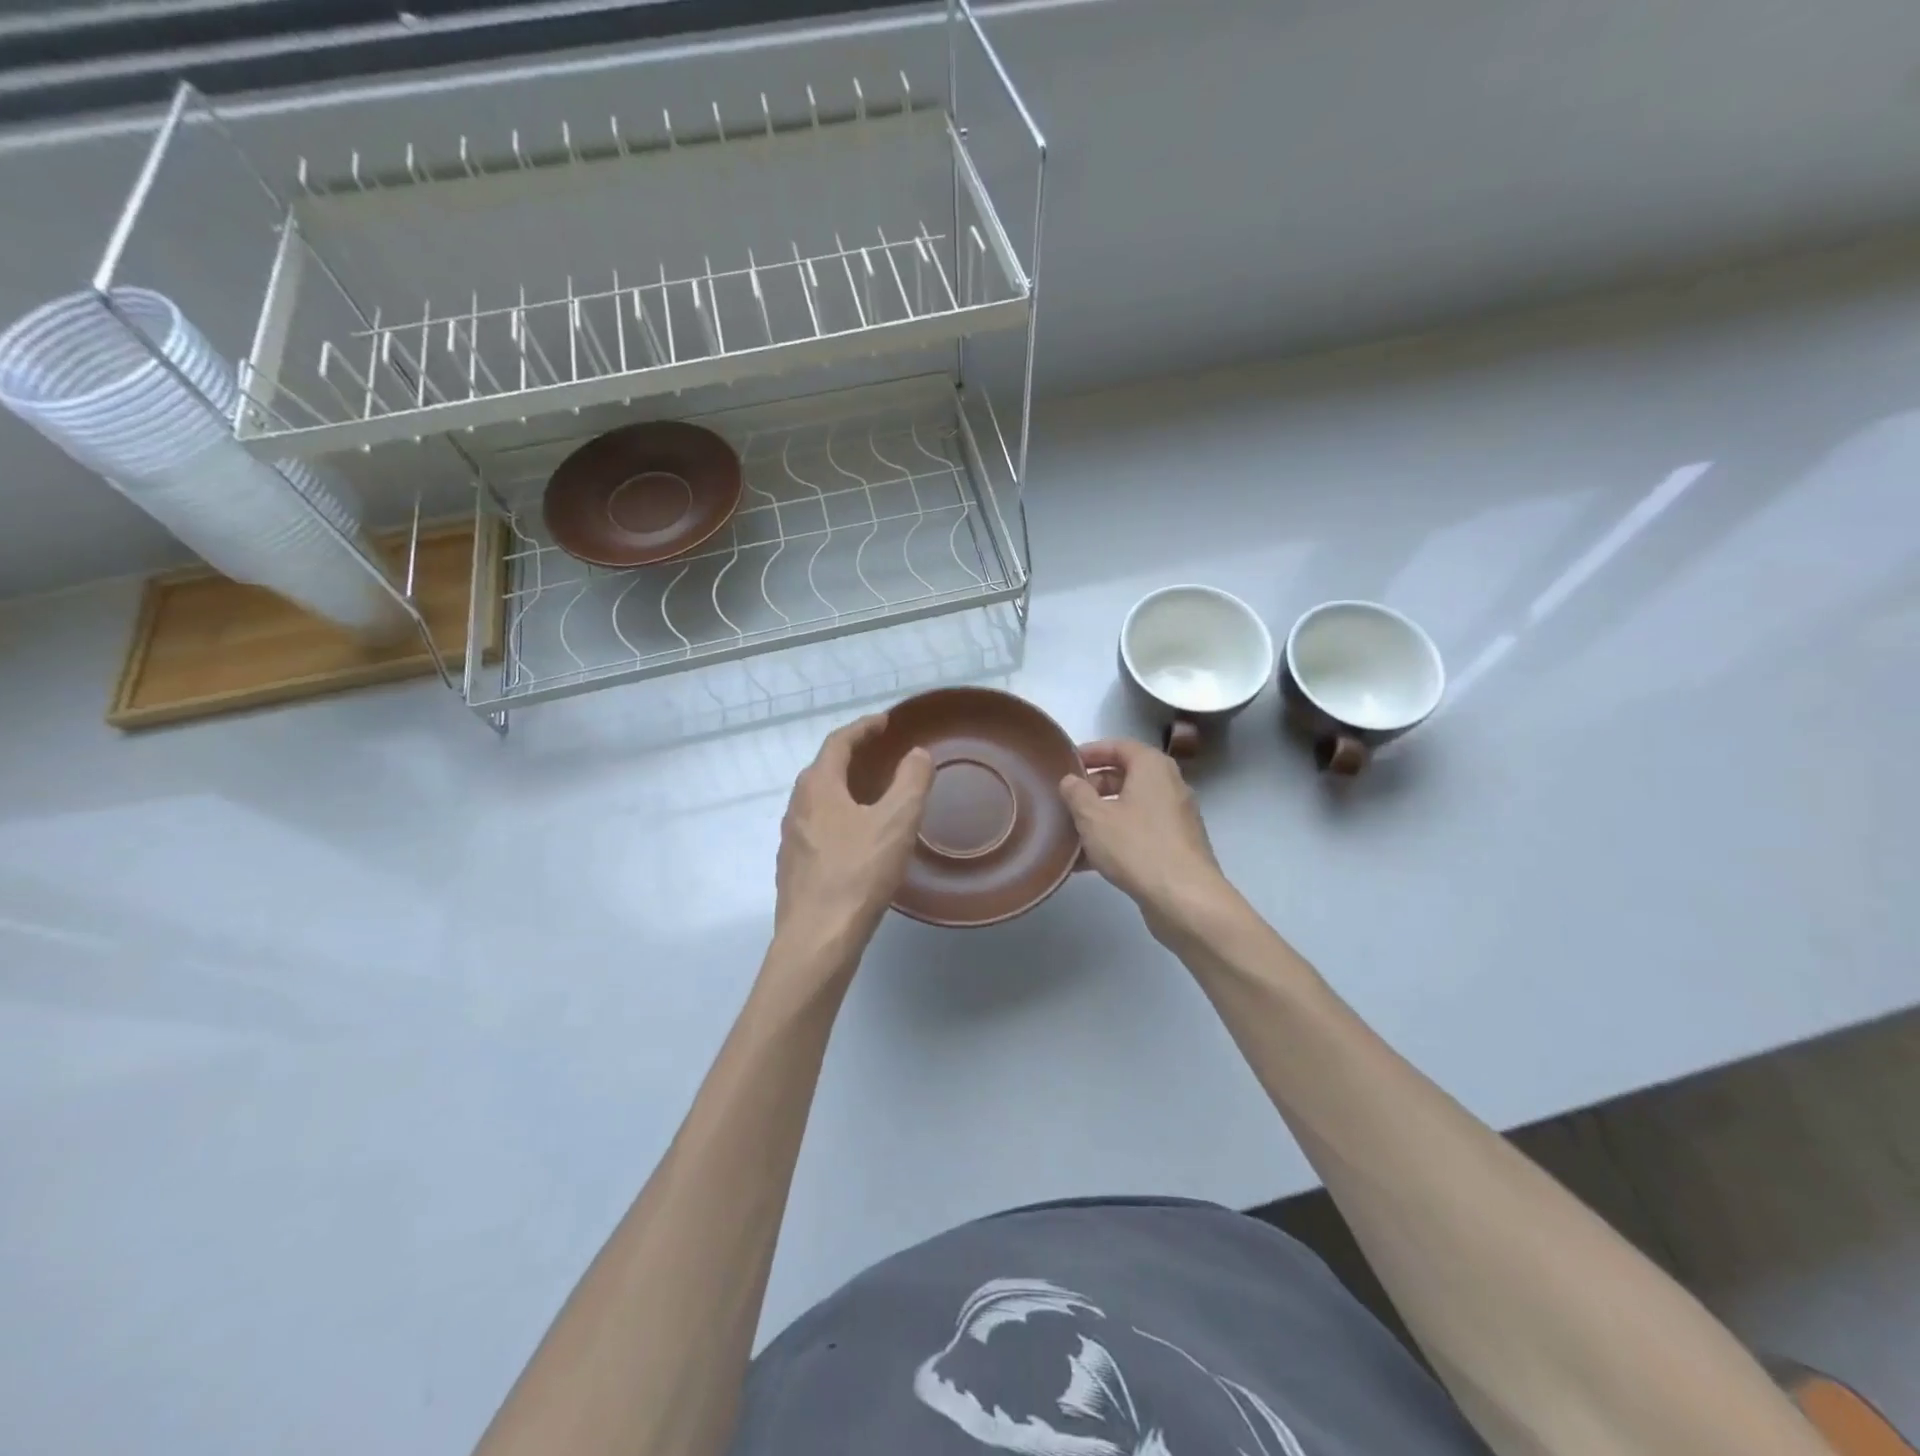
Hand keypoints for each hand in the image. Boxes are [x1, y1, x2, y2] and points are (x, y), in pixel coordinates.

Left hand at [773, 714, 933, 962]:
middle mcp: (797, 806)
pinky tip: (858, 840)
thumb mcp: (896, 822)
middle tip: (880, 754)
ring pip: (819, 801)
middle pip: (823, 769)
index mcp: (818, 787)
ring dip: (844, 789)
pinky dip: (839, 818)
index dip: (863, 728)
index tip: (885, 722)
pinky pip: (818, 829)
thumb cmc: (858, 873)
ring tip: (872, 795)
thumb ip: (911, 782)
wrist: (817, 939)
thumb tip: (917, 754)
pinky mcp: (794, 868)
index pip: (838, 742)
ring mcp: (792, 839)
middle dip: (852, 756)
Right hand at [1059, 738, 1238, 940]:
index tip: (1066, 763)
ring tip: (1070, 832)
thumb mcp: (1093, 817)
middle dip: (1094, 787)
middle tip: (1067, 800)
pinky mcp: (1176, 847)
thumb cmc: (1136, 846)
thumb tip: (1070, 780)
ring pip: (1131, 808)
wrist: (1184, 898)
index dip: (1091, 752)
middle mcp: (1169, 786)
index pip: (1119, 746)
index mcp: (1152, 767)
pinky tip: (1086, 862)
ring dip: (1101, 817)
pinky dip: (1115, 839)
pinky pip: (1139, 833)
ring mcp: (1176, 818)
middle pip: (1126, 777)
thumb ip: (1076, 794)